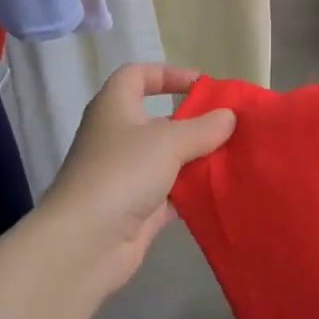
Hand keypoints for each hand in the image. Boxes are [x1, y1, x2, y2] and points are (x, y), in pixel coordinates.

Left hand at [41, 64, 235, 291]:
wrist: (84, 244)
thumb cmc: (122, 173)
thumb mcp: (168, 142)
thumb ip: (203, 128)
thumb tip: (229, 117)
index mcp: (115, 108)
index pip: (137, 75)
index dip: (168, 74)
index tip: (202, 85)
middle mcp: (117, 137)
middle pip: (158, 120)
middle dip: (193, 121)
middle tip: (229, 125)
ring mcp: (126, 175)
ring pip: (167, 158)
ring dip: (196, 157)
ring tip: (233, 155)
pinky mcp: (136, 209)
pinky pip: (170, 192)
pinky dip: (192, 189)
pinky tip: (220, 188)